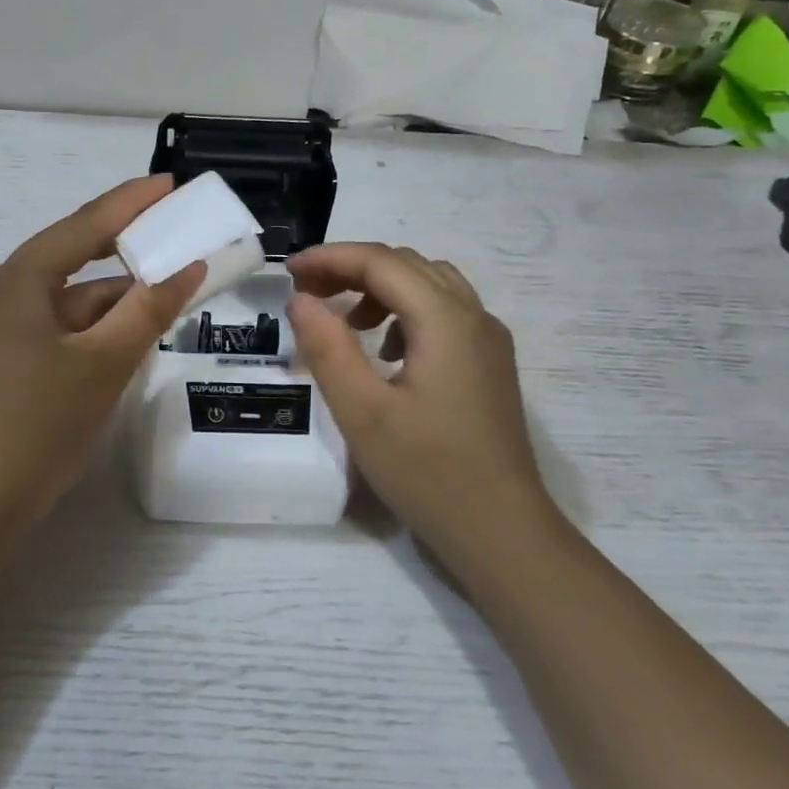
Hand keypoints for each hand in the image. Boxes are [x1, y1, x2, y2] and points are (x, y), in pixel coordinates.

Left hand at [0, 177, 203, 528]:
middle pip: (74, 259)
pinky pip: (62, 330)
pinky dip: (97, 328)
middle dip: (126, 250)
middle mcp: (4, 296)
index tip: (169, 184)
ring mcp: (2, 332)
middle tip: (175, 234)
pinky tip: (131, 336)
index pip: (82, 226)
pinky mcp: (8, 363)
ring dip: (116, 298)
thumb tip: (189, 267)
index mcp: (18, 282)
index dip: (130, 203)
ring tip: (168, 291)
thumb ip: (149, 310)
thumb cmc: (39, 421)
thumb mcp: (104, 362)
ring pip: (70, 301)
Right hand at [287, 243, 556, 552]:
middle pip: (407, 265)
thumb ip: (327, 349)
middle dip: (352, 268)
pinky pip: (444, 314)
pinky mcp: (489, 365)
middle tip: (307, 292)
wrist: (501, 531)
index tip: (288, 271)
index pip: (381, 262)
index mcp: (445, 320)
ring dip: (380, 288)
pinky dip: (404, 313)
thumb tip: (301, 299)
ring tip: (343, 321)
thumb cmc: (428, 472)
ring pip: (428, 285)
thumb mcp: (362, 412)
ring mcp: (488, 341)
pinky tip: (384, 352)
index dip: (331, 258)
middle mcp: (474, 317)